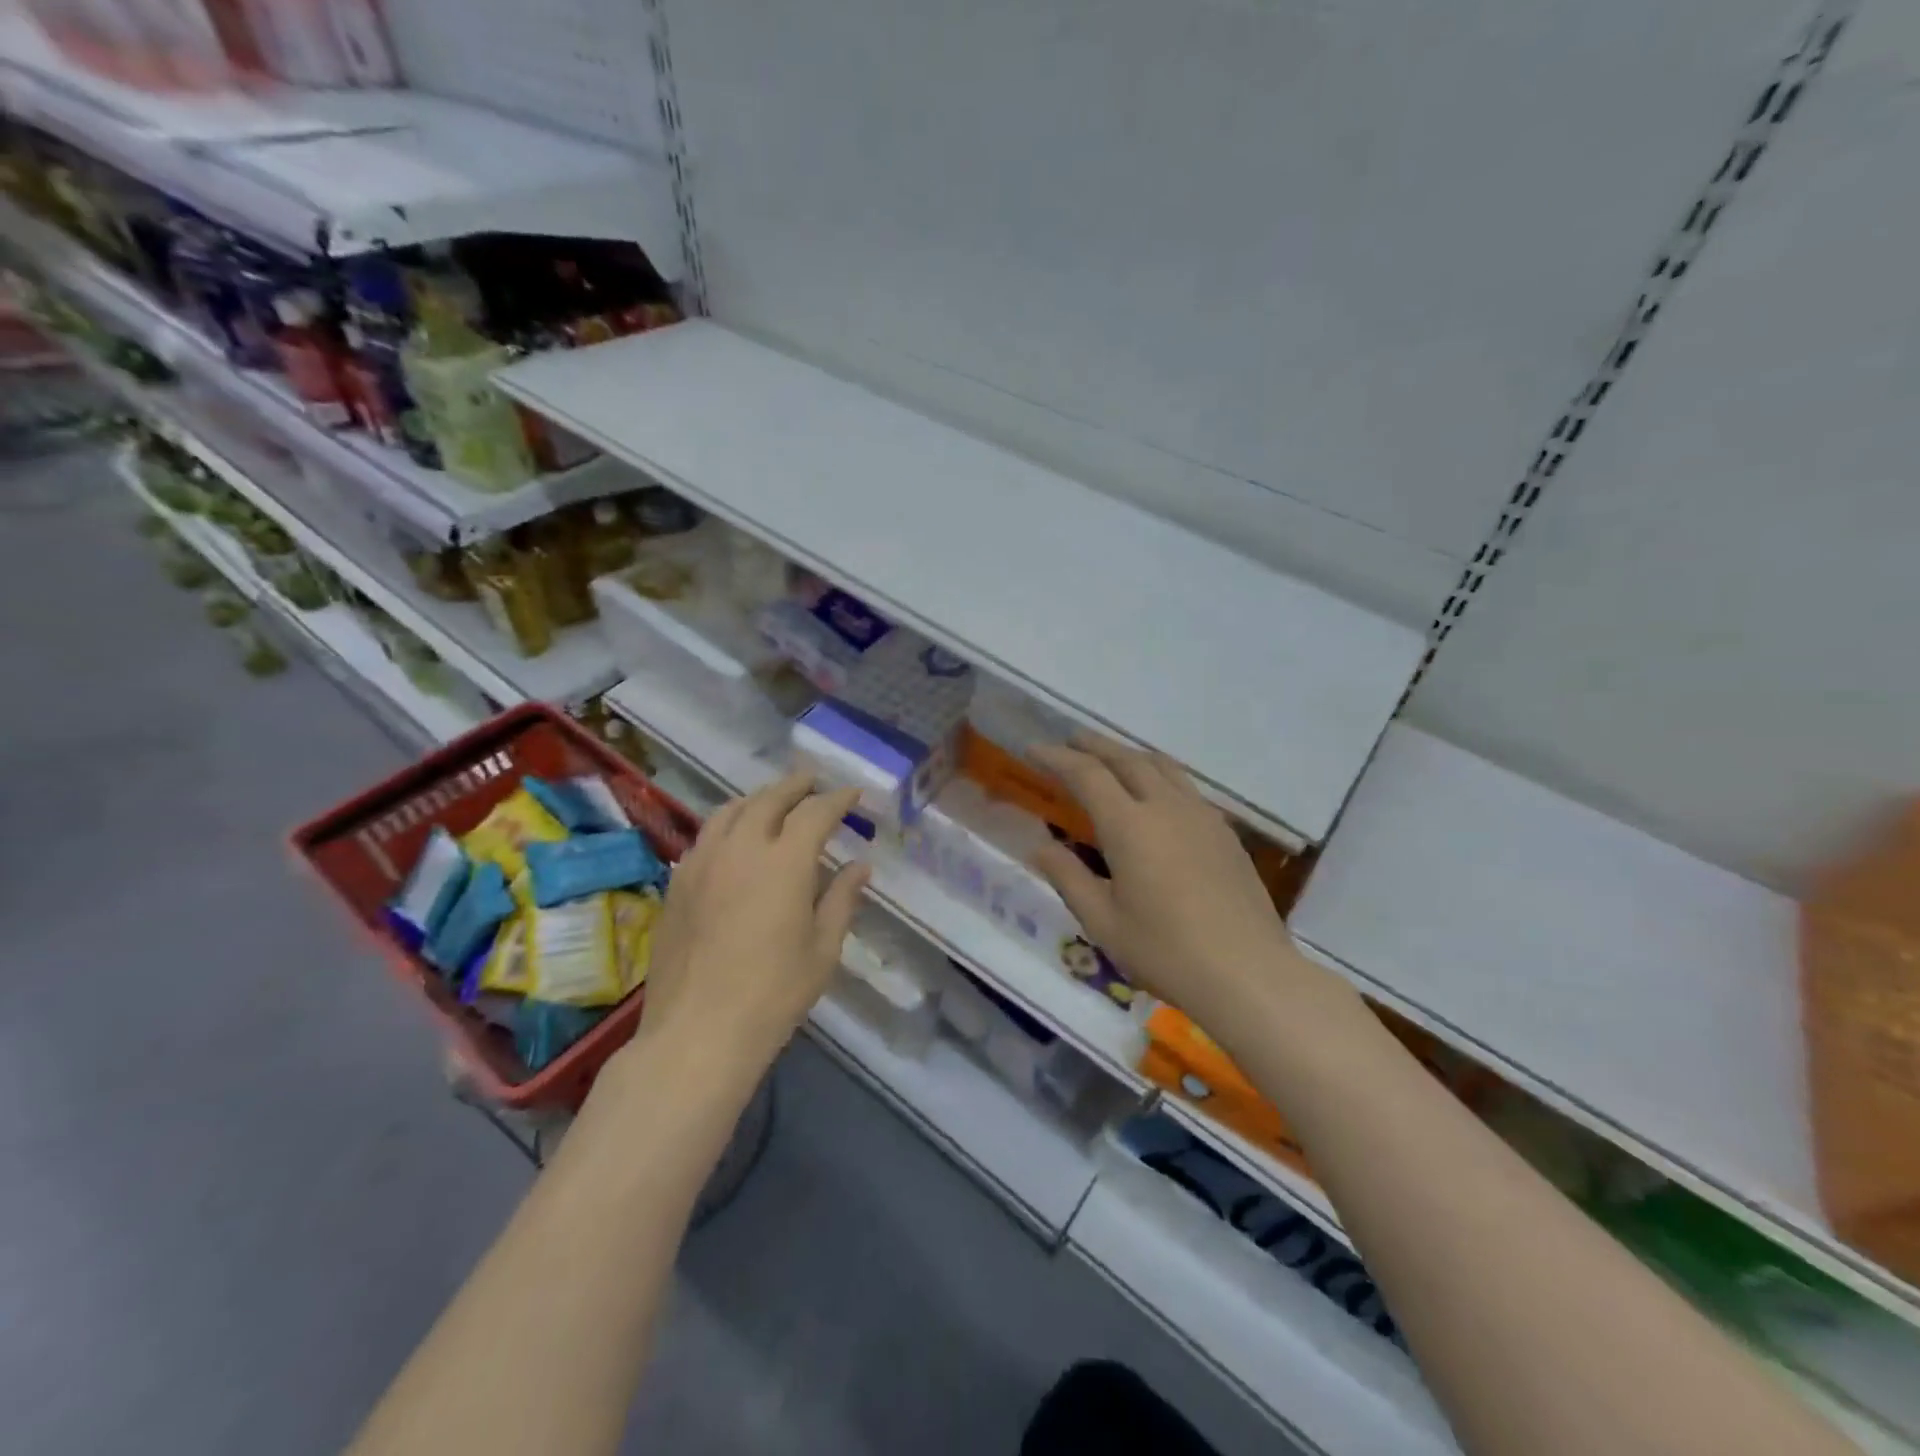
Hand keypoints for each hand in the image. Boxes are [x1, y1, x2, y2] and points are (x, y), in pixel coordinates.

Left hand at [639, 772, 869, 1073]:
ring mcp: (703, 863)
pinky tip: (734, 838)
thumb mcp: (823, 949)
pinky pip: (706, 836)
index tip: (852, 794)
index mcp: (784, 862)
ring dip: (758, 799)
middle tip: (813, 783)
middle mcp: (740, 849)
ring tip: (773, 800)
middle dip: (796, 787)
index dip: (837, 799)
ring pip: (730, 811)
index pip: (815, 813)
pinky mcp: (678, 884)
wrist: (698, 1031)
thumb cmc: (774, 994)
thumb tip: (860, 867)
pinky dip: (728, 824)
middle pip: (769, 800)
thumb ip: (841, 899)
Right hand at [1029, 734, 1310, 1028]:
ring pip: (1162, 767)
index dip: (1057, 758)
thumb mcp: (1103, 922)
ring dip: (1130, 755)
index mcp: (1130, 826)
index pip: (1087, 775)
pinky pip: (1186, 787)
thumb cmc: (1166, 952)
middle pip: (1127, 759)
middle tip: (1070, 740)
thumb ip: (1068, 877)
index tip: (1034, 750)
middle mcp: (1167, 807)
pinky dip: (1159, 775)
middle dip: (1095, 746)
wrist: (1248, 974)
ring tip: (1111, 757)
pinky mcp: (1225, 833)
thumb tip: (1040, 846)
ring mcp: (1202, 817)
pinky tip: (1156, 795)